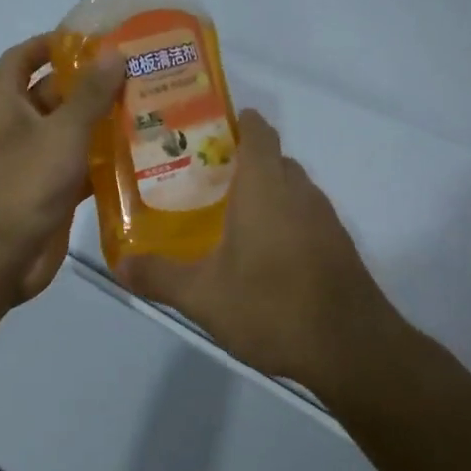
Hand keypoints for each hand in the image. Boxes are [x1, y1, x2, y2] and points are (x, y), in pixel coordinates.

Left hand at [0, 33, 124, 305]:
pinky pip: (82, 168)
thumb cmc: (20, 183)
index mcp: (5, 102)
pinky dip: (106, 162)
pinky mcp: (51, 194)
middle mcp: (16, 127)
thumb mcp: (60, 132)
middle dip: (92, 84)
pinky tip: (145, 156)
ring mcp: (34, 162)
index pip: (23, 57)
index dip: (52, 43)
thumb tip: (115, 52)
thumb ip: (90, 94)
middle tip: (140, 73)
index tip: (94, 37)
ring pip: (72, 133)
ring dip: (104, 124)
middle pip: (55, 94)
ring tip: (152, 108)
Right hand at [115, 109, 395, 382]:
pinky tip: (260, 254)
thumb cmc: (272, 306)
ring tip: (224, 215)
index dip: (236, 121)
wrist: (351, 348)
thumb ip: (159, 276)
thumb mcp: (202, 296)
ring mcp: (324, 218)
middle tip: (200, 178)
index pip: (257, 131)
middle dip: (240, 161)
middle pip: (272, 159)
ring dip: (263, 192)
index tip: (205, 129)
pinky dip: (282, 220)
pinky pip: (304, 215)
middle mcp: (298, 191)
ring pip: (290, 188)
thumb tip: (119, 265)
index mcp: (265, 185)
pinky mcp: (337, 245)